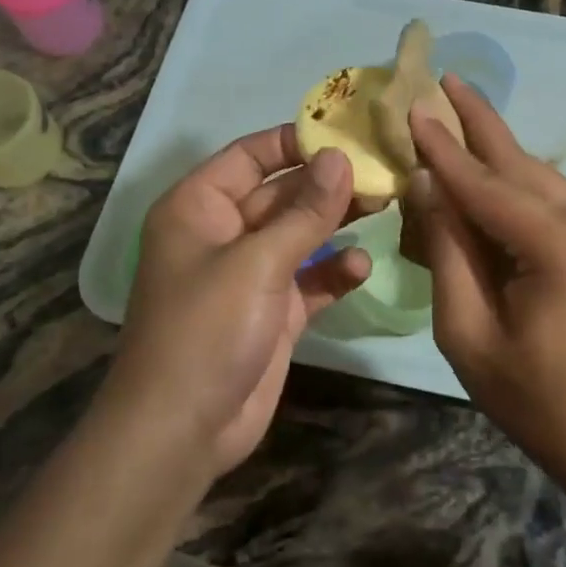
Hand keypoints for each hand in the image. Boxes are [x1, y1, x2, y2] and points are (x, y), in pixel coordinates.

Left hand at [108, 126, 370, 477]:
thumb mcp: (258, 262)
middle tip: (382, 170)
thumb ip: (305, 210)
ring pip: (300, 234)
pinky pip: (309, 279)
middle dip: (327, 183)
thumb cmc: (206, 329)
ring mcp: (250, 274)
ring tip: (384, 205)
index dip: (295, 141)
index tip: (347, 133)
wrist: (181, 432)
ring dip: (337, 221)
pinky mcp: (273, 312)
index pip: (250, 155)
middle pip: (282, 193)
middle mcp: (224, 233)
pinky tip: (361, 266)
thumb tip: (340, 156)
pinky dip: (333, 271)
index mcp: (200, 207)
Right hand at [405, 76, 565, 485]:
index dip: (443, 147)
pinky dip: (512, 182)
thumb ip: (447, 250)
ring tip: (456, 110)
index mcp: (561, 248)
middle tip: (445, 78)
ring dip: (493, 148)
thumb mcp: (468, 333)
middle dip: (478, 120)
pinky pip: (550, 196)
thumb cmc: (537, 399)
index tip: (413, 106)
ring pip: (536, 174)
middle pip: (518, 162)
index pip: (485, 184)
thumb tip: (428, 185)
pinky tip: (483, 171)